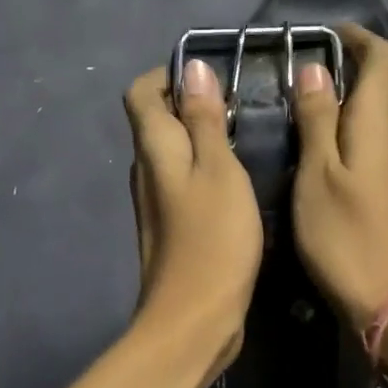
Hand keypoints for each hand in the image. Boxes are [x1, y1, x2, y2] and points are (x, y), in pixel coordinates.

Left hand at [123, 60, 263, 368]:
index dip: (169, 76)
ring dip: (201, 138)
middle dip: (191, 104)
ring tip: (246, 137)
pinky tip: (238, 181)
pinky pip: (183, 182)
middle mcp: (145, 170)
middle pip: (156, 121)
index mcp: (153, 149)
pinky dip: (205, 170)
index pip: (141, 92)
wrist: (194, 319)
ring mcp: (155, 202)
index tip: (211, 77)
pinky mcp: (170, 227)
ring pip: (172, 153)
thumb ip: (204, 119)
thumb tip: (192, 68)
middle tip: (240, 105)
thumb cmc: (213, 238)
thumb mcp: (219, 170)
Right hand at [290, 25, 387, 328]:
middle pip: (375, 92)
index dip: (356, 38)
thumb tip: (316, 69)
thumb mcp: (317, 175)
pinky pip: (371, 153)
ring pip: (370, 126)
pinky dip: (345, 145)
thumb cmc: (346, 236)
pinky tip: (317, 169)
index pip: (382, 59)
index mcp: (378, 125)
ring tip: (295, 126)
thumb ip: (317, 120)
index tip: (323, 34)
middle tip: (291, 85)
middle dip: (339, 78)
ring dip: (338, 115)